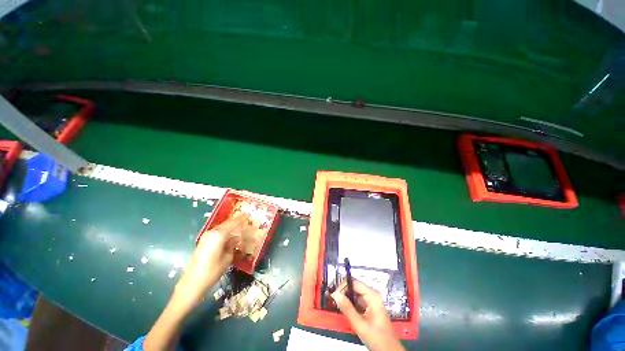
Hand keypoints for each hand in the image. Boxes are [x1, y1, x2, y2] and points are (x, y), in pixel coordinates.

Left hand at [174, 214, 248, 305]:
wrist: (192, 283)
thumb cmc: (213, 271)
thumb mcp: (228, 258)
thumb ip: (233, 245)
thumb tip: (236, 238)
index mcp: (219, 235)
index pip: (233, 223)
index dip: (241, 219)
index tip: (247, 215)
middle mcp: (211, 233)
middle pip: (226, 224)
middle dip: (235, 222)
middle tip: (244, 220)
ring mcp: (205, 237)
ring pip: (221, 228)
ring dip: (229, 227)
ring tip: (238, 228)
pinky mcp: (202, 242)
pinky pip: (216, 233)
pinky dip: (223, 232)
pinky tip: (228, 236)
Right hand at [332, 280, 404, 350]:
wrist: (389, 350)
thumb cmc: (376, 337)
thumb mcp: (359, 323)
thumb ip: (347, 308)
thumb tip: (336, 294)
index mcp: (372, 295)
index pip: (354, 282)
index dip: (343, 287)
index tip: (335, 296)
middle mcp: (372, 295)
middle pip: (354, 287)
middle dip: (344, 294)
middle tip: (336, 303)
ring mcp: (372, 300)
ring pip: (355, 294)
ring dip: (347, 300)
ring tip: (341, 308)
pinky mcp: (370, 307)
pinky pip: (358, 301)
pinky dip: (351, 305)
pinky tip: (347, 312)